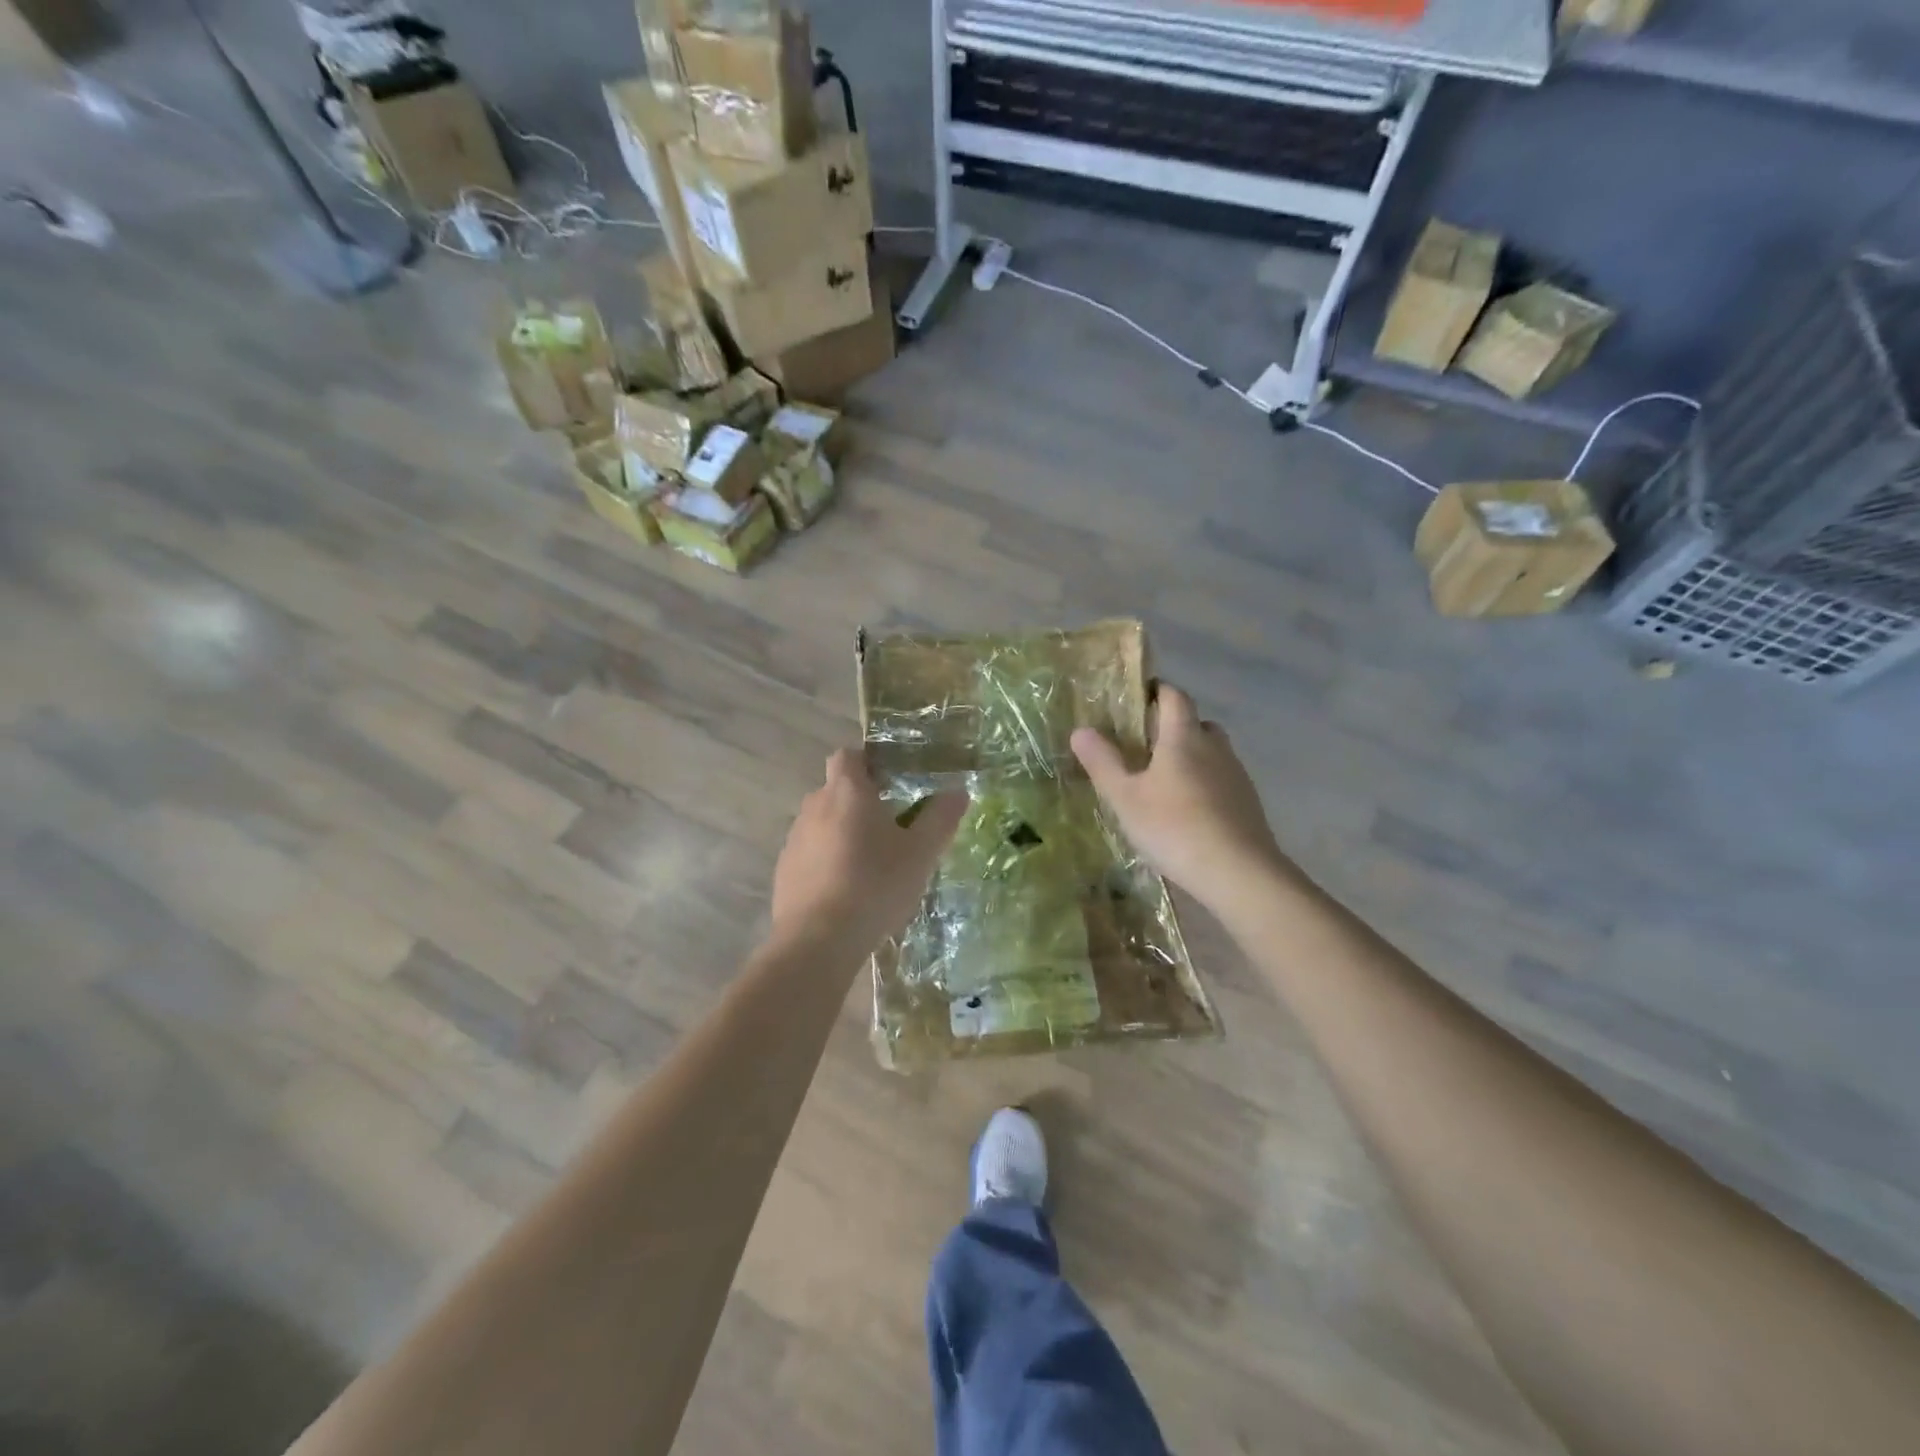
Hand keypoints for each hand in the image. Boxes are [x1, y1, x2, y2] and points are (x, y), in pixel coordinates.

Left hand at [770, 749, 967, 951]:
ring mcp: (794, 839)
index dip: (868, 762)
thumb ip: (940, 818)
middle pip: (836, 790)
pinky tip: (846, 891)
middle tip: (891, 827)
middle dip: (860, 802)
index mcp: (847, 791)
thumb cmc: (875, 885)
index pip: (848, 755)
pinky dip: (827, 861)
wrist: (817, 940)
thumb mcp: (921, 853)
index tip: (891, 782)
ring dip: (843, 833)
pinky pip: (810, 853)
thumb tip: (958, 791)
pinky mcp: (784, 870)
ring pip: (822, 823)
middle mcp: (814, 806)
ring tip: (870, 864)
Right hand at [1071, 684, 1288, 910]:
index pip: (1174, 696)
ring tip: (1163, 781)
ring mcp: (1236, 775)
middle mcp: (1215, 747)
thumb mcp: (1125, 797)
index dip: (1157, 691)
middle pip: (1196, 723)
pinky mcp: (1247, 803)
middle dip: (1173, 727)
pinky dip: (1204, 783)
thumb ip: (1103, 762)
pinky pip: (1221, 780)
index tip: (1137, 698)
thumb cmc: (1173, 827)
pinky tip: (1187, 811)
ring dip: (1190, 757)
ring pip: (1211, 752)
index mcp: (1184, 737)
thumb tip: (1080, 730)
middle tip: (1144, 745)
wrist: (1238, 873)